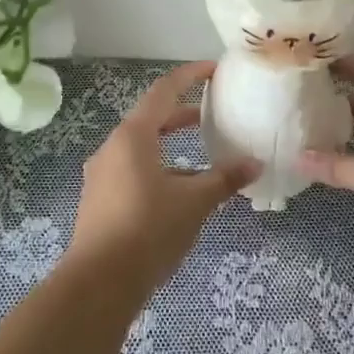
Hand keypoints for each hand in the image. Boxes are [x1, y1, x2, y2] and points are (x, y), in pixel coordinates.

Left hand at [67, 61, 259, 296]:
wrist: (99, 283)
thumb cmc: (148, 229)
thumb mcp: (194, 202)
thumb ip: (224, 179)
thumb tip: (255, 163)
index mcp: (133, 136)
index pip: (163, 91)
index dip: (189, 76)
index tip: (213, 70)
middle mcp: (112, 148)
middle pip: (150, 120)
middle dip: (181, 116)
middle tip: (212, 115)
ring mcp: (101, 175)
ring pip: (140, 149)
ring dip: (169, 147)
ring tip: (202, 159)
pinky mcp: (99, 200)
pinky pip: (131, 172)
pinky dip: (157, 170)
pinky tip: (178, 195)